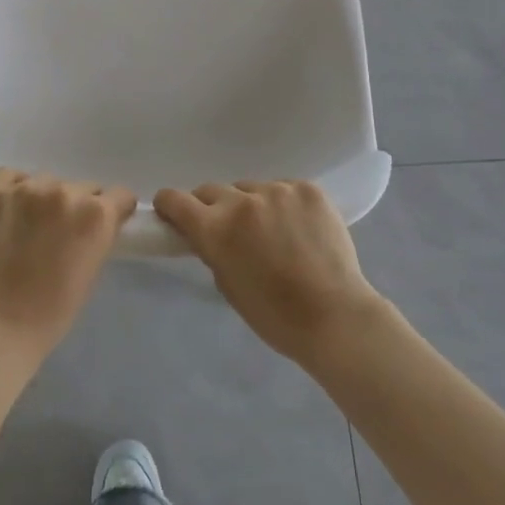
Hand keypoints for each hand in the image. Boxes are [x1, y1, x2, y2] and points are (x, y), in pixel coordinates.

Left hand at [0, 169, 136, 360]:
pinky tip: (9, 210)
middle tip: (60, 231)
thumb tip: (95, 220)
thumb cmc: (53, 311)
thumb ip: (99, 235)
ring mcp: (27, 189)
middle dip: (76, 206)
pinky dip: (13, 188)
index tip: (102, 223)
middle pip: (83, 187)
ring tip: (29, 225)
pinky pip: (11, 176)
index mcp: (97, 214)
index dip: (113, 210)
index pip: (119, 195)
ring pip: (47, 181)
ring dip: (43, 198)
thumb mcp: (93, 270)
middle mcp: (66, 192)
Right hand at [153, 180, 386, 366]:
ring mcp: (278, 190)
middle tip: (227, 229)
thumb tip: (206, 233)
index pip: (176, 199)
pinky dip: (283, 205)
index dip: (169, 205)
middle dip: (211, 207)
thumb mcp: (227, 285)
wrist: (334, 315)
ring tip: (272, 232)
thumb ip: (212, 250)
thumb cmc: (274, 315)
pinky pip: (283, 189)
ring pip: (250, 189)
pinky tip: (298, 229)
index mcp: (216, 229)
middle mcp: (243, 201)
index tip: (172, 212)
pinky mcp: (307, 189)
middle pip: (212, 190)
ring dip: (251, 206)